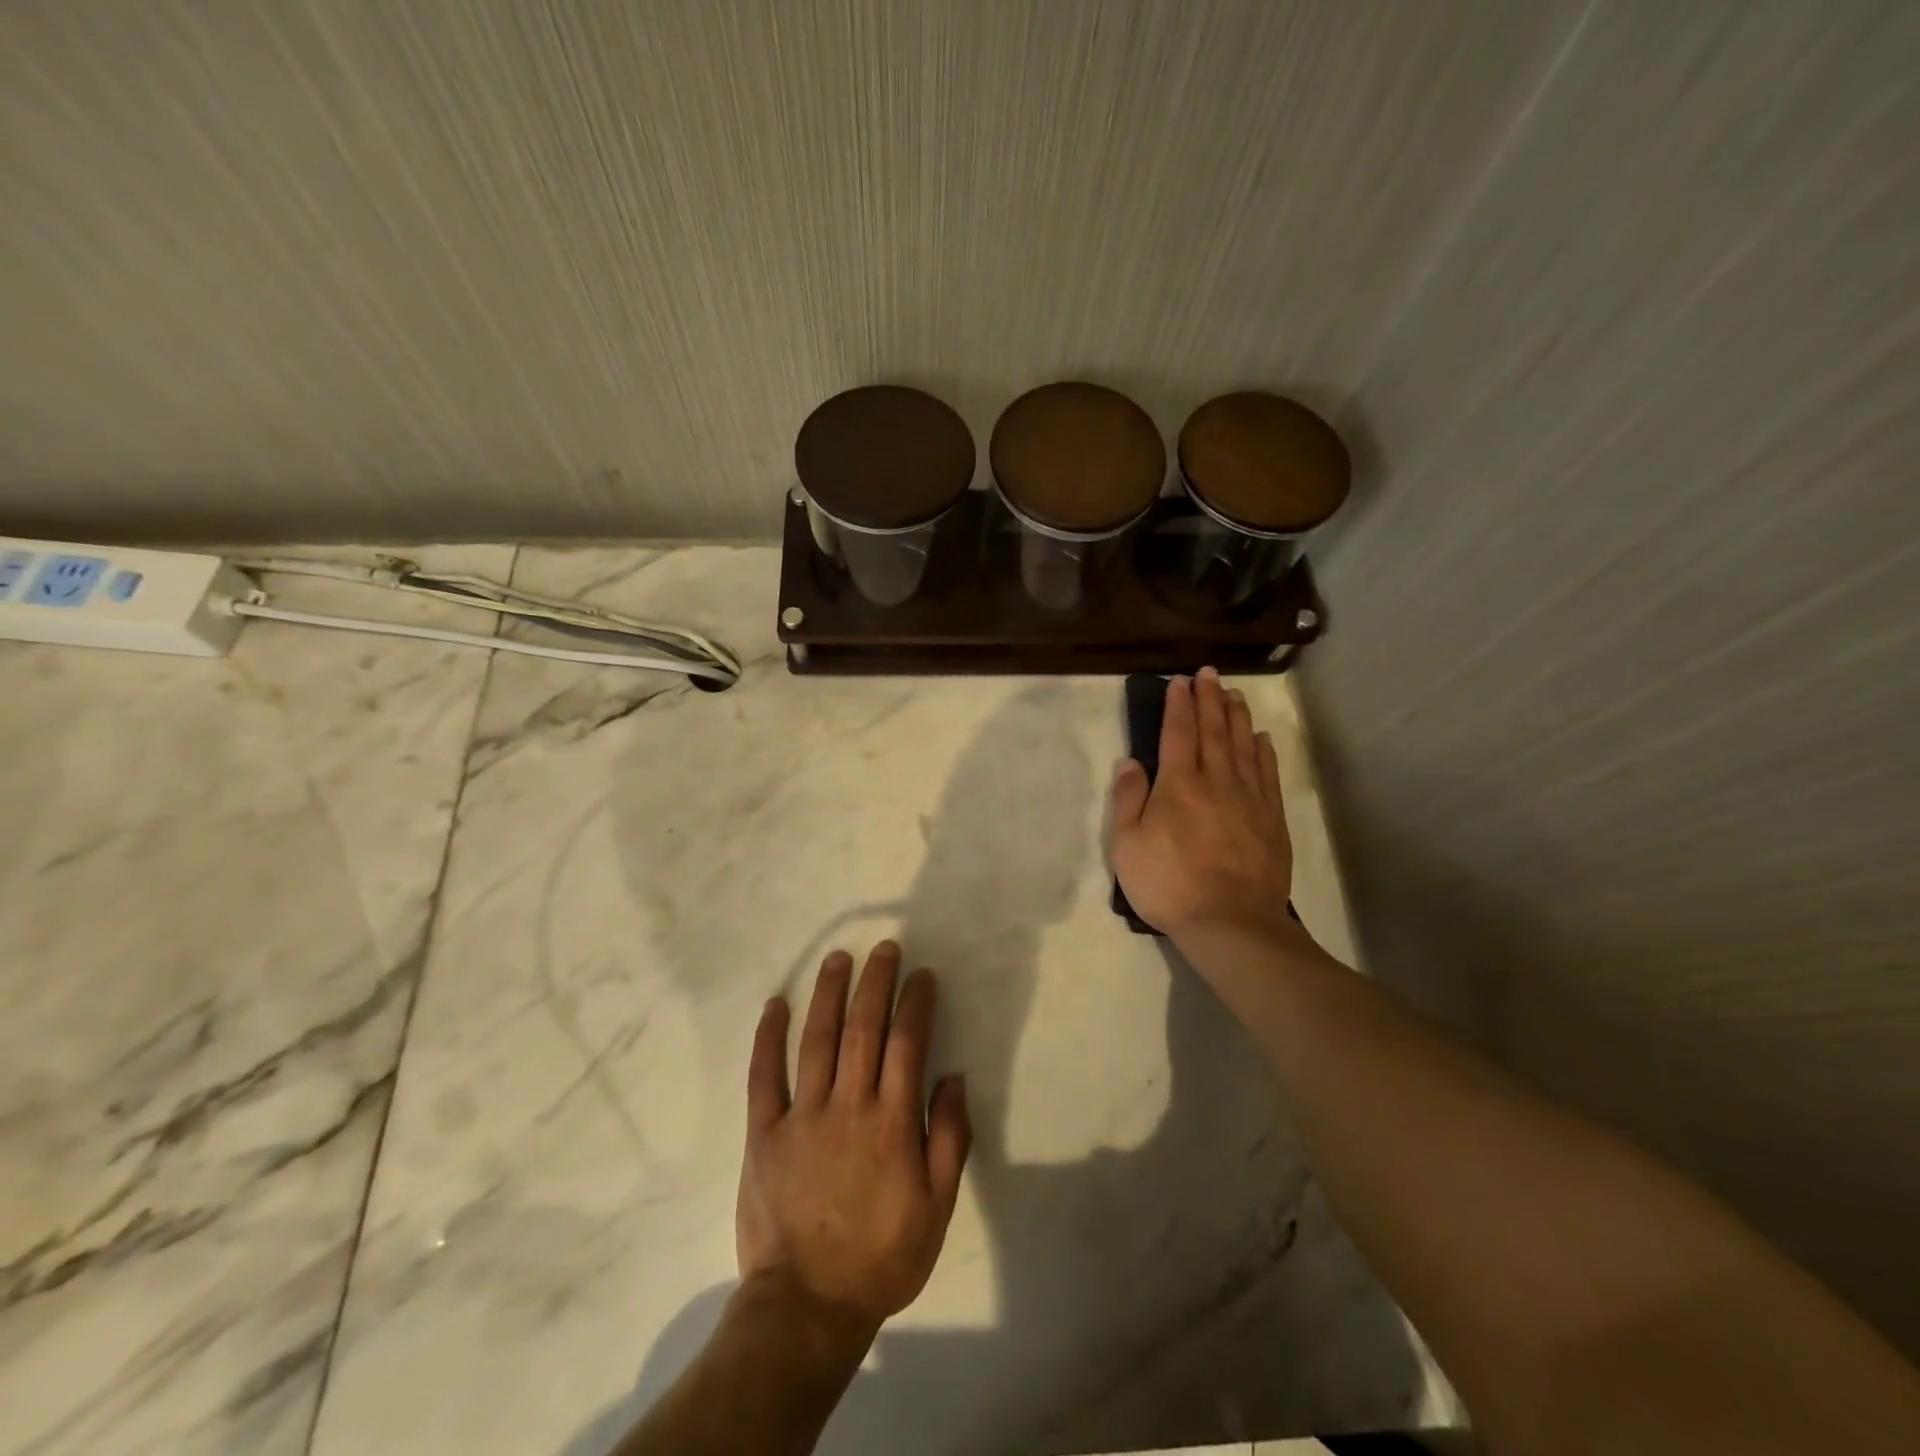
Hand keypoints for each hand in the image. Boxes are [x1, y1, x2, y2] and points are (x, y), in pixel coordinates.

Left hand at [737, 942, 971, 1337]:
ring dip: (828, 994)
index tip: (922, 975)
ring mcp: (802, 1116)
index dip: (916, 1003)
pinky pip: (764, 1076)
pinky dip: (768, 1038)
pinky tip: (775, 1005)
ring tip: (838, 958)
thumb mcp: (937, 1208)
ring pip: (816, 1040)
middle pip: (863, 1029)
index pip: (908, 1044)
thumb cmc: (882, 1258)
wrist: (807, 1307)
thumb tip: (953, 1078)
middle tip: (884, 948)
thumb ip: (949, 1139)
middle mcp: (849, 1106)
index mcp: (892, 1123)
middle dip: (875, 982)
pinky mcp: (764, 1133)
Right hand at [1109, 668, 1294, 942]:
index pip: (1178, 732)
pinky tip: (1261, 739)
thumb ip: (1128, 798)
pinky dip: (1264, 751)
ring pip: (1243, 746)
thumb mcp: (1127, 845)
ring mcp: (1249, 798)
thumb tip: (1130, 761)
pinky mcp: (1271, 819)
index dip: (1178, 704)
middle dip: (1210, 699)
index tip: (1180, 681)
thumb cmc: (1169, 883)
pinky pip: (1267, 774)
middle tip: (1209, 674)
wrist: (1230, 922)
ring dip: (1237, 717)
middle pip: (1214, 730)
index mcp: (1178, 784)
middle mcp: (1216, 781)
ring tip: (1235, 694)